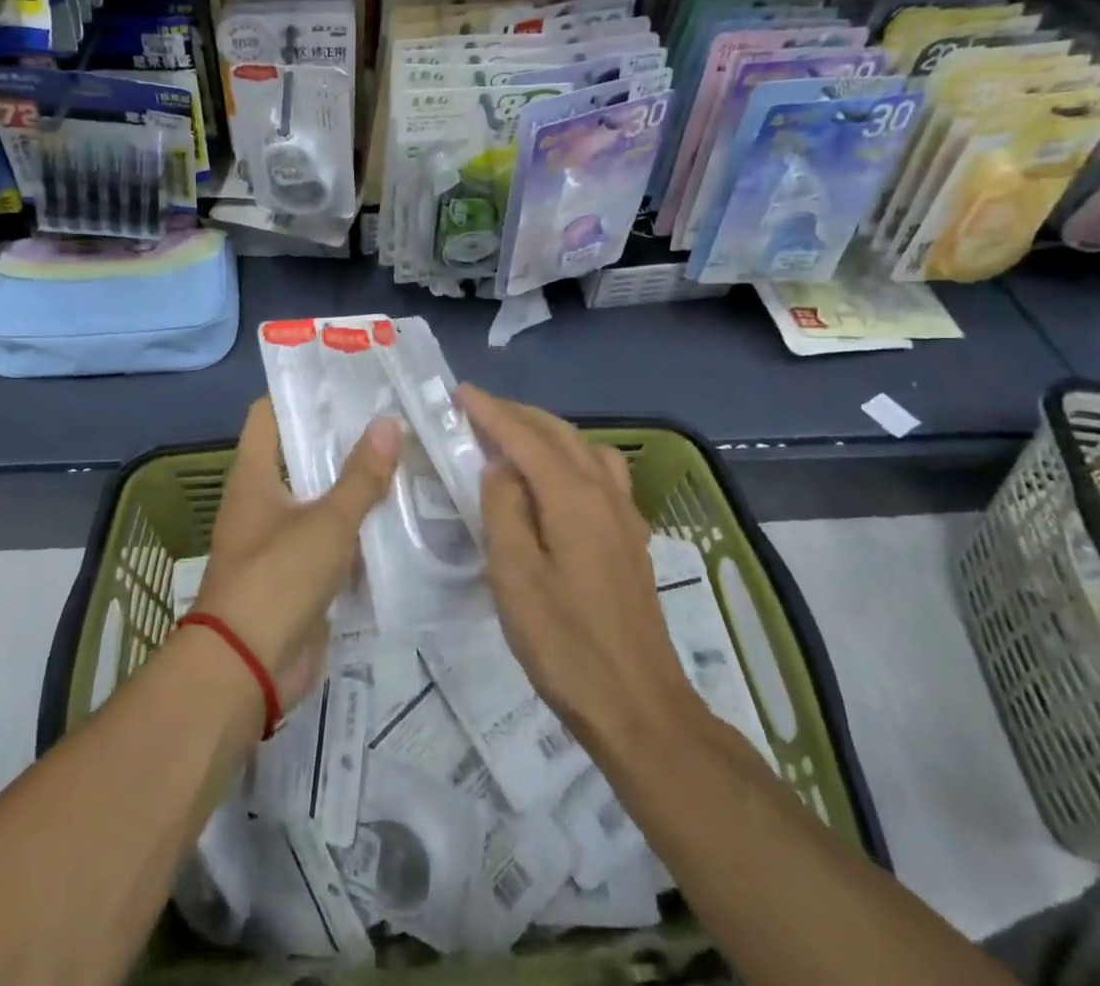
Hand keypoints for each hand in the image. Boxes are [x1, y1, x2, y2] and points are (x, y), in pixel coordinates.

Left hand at [192, 399, 400, 712]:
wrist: (248, 670)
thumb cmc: (277, 579)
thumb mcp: (326, 523)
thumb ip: (360, 476)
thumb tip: (390, 422)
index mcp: (255, 475)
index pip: (270, 414)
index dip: (302, 392)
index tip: (346, 377)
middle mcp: (264, 499)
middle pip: (303, 454)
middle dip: (344, 438)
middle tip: (393, 415)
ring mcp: (282, 537)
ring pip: (322, 497)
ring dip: (356, 483)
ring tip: (406, 456)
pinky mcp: (301, 573)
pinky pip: (334, 538)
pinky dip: (360, 527)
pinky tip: (401, 514)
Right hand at [461, 385, 700, 751]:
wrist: (640, 707)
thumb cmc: (566, 644)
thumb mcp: (514, 576)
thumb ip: (503, 509)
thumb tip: (499, 467)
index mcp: (574, 497)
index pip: (525, 438)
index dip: (491, 412)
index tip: (459, 392)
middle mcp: (605, 493)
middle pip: (559, 434)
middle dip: (517, 415)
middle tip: (478, 411)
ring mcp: (625, 515)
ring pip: (585, 449)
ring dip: (547, 432)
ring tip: (514, 438)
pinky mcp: (632, 538)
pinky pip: (600, 472)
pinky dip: (571, 455)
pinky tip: (558, 479)